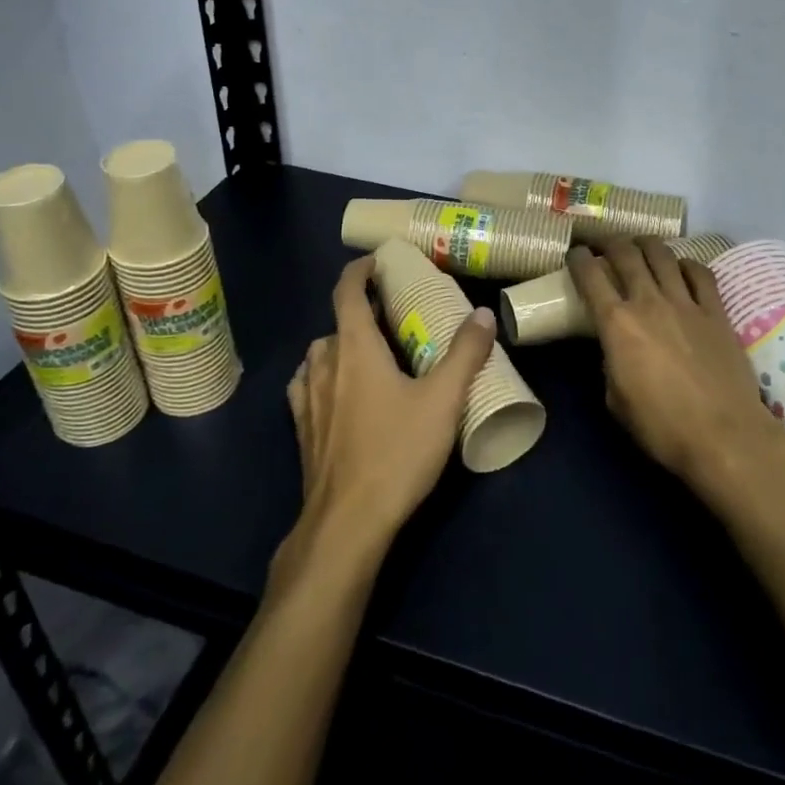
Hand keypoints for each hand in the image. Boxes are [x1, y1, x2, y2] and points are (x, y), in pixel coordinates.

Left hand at [284, 256, 497, 560]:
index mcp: (354, 348)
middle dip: (360, 314)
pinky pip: (307, 385)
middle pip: (336, 324)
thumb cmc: (396, 452)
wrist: (347, 522)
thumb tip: (483, 314)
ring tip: (370, 356)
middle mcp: (323, 364)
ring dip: (341, 346)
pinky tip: (342, 395)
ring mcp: (306, 397)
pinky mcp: (301, 428)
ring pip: (320, 355)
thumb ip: (465, 354)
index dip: (359, 271)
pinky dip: (324, 377)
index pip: (347, 292)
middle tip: (393, 319)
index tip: (376, 262)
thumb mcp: (442, 401)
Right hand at [568, 239, 784, 492]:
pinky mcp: (716, 312)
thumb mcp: (616, 399)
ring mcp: (686, 303)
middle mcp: (648, 302)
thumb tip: (616, 351)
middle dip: (609, 242)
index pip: (590, 276)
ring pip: (662, 255)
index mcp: (617, 324)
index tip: (574, 253)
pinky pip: (700, 274)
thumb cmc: (662, 426)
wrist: (724, 435)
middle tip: (603, 243)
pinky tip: (681, 267)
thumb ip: (611, 364)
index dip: (578, 259)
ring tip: (639, 244)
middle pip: (626, 254)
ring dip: (646, 244)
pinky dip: (686, 264)